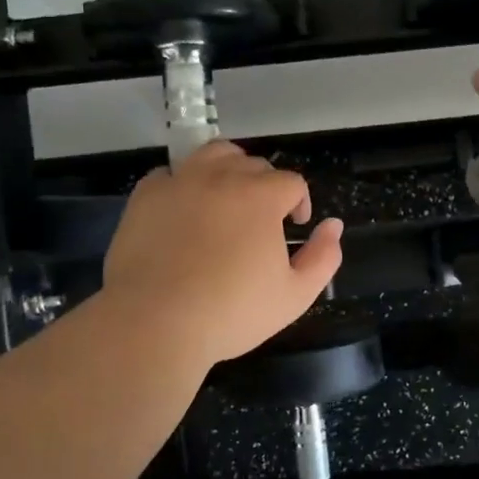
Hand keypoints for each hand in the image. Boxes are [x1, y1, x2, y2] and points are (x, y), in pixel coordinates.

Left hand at [99, 141, 342, 365]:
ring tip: (226, 199)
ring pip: (212, 155)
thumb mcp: (295, 295)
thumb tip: (333, 225)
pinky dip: (183, 185)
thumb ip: (323, 257)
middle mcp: (222, 178)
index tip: (295, 227)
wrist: (155, 323)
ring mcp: (180, 183)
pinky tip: (184, 211)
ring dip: (228, 170)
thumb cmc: (232, 312)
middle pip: (253, 164)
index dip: (300, 202)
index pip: (291, 182)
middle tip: (262, 221)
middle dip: (266, 187)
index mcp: (262, 197)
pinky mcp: (145, 197)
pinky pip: (170, 174)